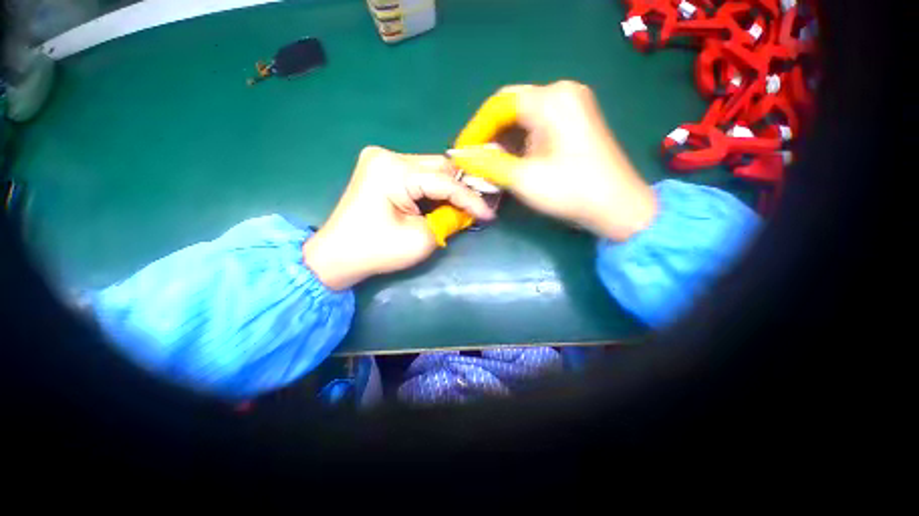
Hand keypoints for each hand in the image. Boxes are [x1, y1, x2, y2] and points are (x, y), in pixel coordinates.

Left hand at [303, 146, 494, 290]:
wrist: (336, 256)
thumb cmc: (377, 251)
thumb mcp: (421, 239)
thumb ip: (450, 220)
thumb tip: (469, 212)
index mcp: (393, 171)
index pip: (445, 181)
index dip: (470, 199)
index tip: (490, 214)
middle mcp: (387, 155)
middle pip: (439, 168)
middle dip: (461, 190)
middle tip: (478, 208)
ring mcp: (381, 159)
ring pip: (430, 170)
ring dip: (448, 189)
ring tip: (464, 207)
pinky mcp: (380, 169)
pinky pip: (417, 175)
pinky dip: (433, 189)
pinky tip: (443, 202)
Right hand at [447, 81, 657, 241]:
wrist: (617, 207)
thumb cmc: (570, 191)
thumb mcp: (523, 179)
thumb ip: (487, 164)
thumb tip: (459, 156)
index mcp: (551, 99)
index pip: (499, 104)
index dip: (476, 129)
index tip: (462, 152)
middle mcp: (562, 93)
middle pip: (511, 108)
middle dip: (489, 135)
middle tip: (473, 158)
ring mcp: (571, 106)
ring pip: (523, 118)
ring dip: (502, 141)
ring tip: (487, 163)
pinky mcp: (574, 122)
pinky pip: (537, 126)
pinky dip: (519, 143)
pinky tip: (509, 161)